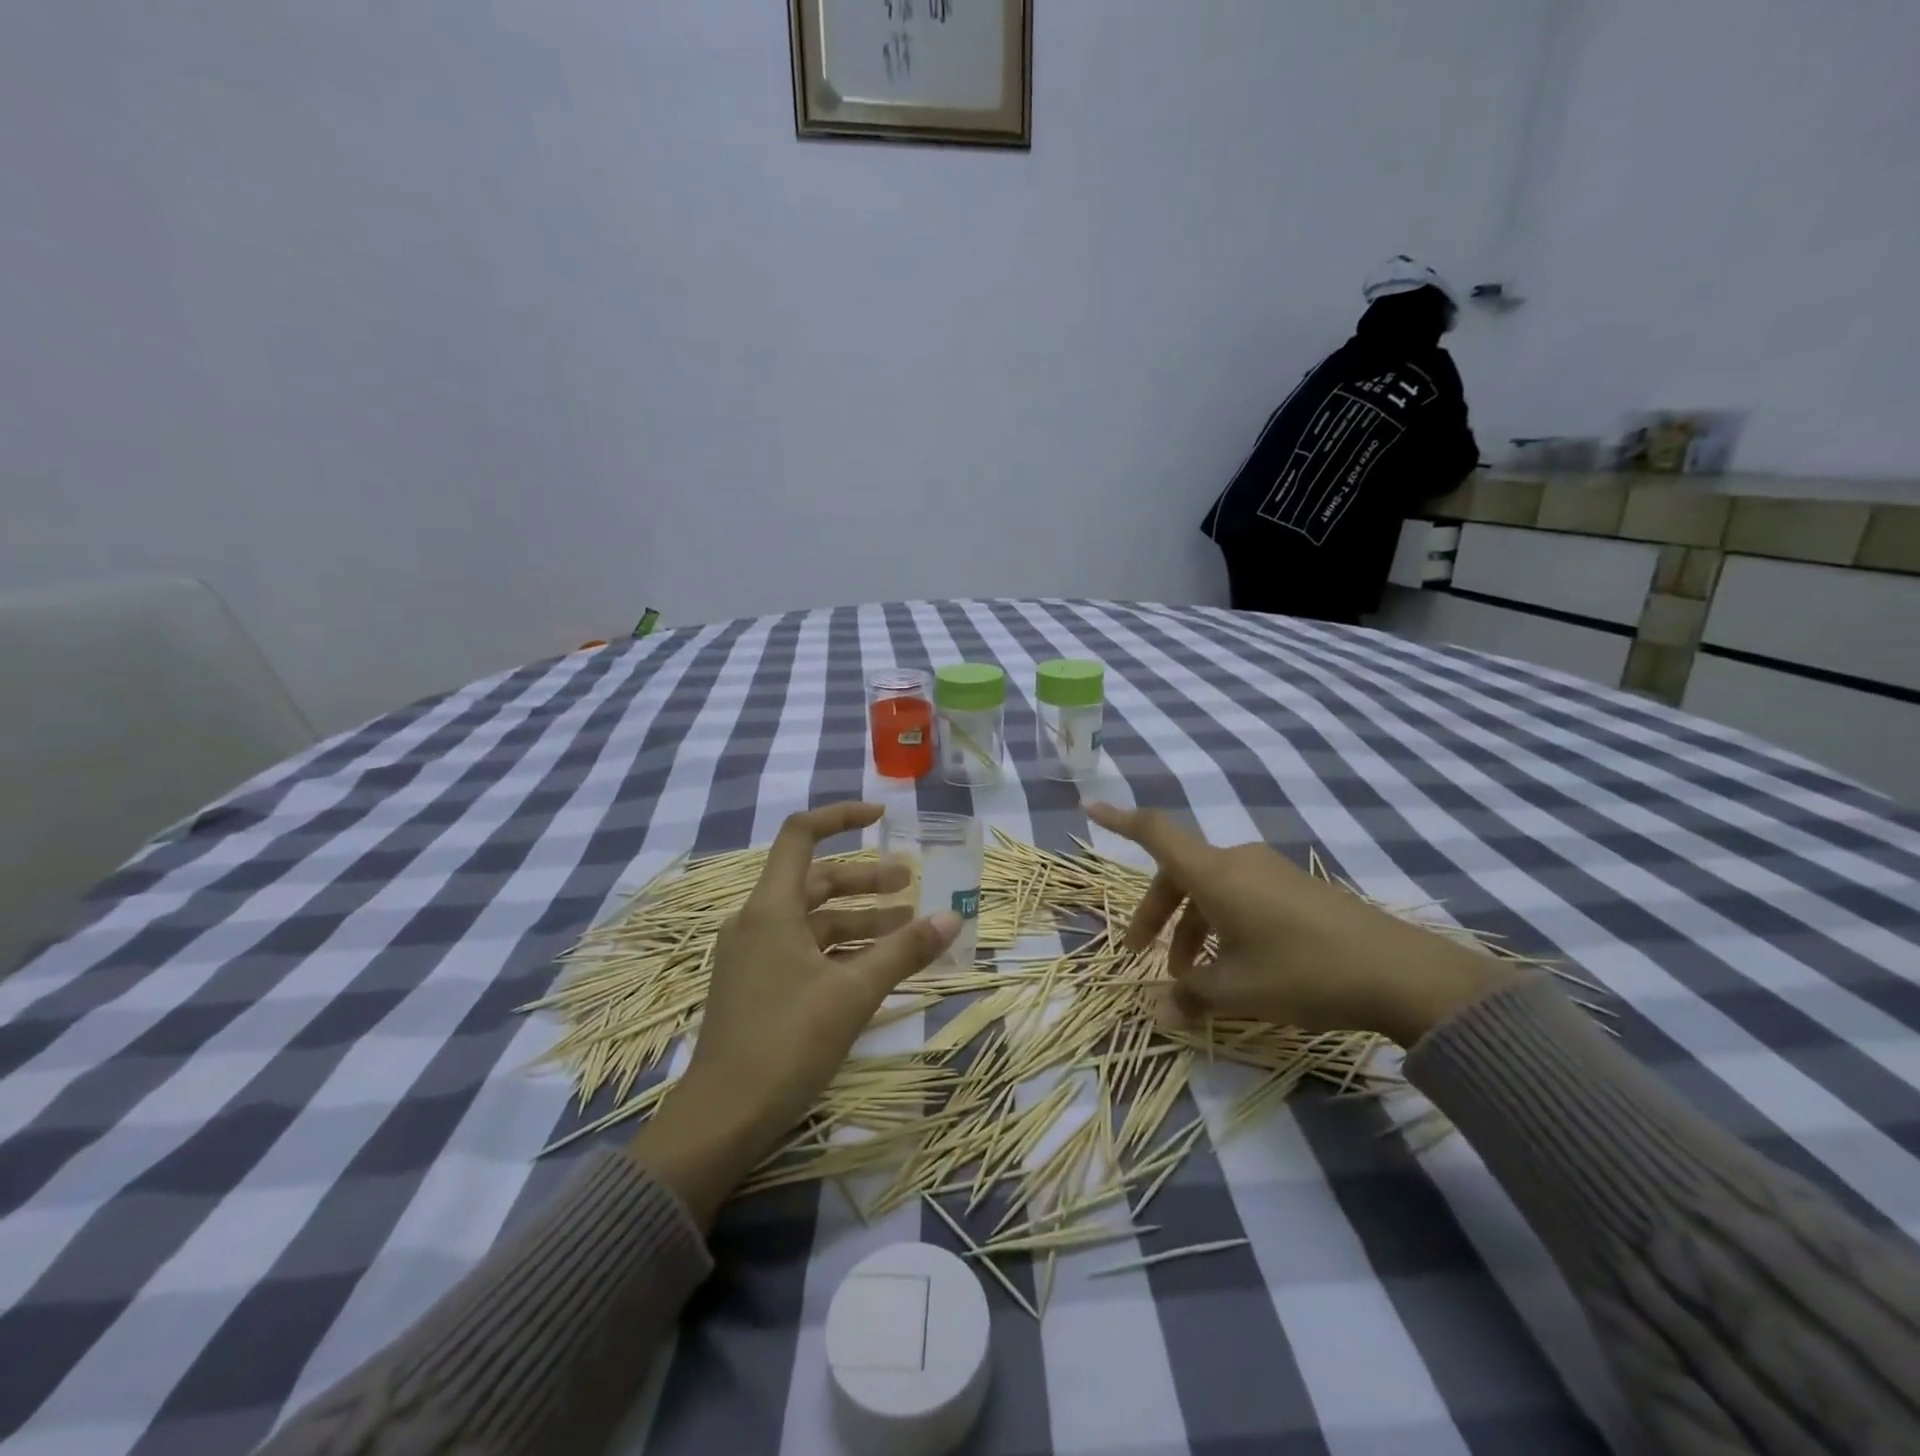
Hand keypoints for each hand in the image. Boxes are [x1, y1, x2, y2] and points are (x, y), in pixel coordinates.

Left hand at [629, 802, 960, 1224]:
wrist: (721, 1120)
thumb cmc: (786, 1043)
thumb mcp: (853, 993)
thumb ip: (904, 951)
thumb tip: (953, 917)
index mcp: (770, 909)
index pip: (801, 835)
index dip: (841, 817)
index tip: (882, 817)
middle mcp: (757, 922)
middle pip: (816, 881)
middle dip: (867, 880)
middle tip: (912, 884)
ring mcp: (753, 956)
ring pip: (814, 921)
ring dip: (860, 920)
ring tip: (908, 928)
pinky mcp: (757, 986)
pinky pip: (805, 951)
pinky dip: (842, 949)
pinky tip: (876, 966)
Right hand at [1086, 802, 1512, 1047]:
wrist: (1399, 973)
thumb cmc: (1301, 972)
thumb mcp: (1237, 992)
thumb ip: (1190, 996)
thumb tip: (1158, 1008)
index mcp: (1214, 873)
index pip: (1155, 833)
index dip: (1120, 820)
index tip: (1090, 808)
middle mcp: (1237, 861)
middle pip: (1179, 875)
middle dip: (1156, 917)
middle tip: (1143, 960)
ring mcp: (1270, 872)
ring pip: (1211, 891)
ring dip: (1192, 929)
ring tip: (1196, 980)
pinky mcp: (1296, 888)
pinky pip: (1241, 896)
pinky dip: (1223, 925)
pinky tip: (1236, 968)